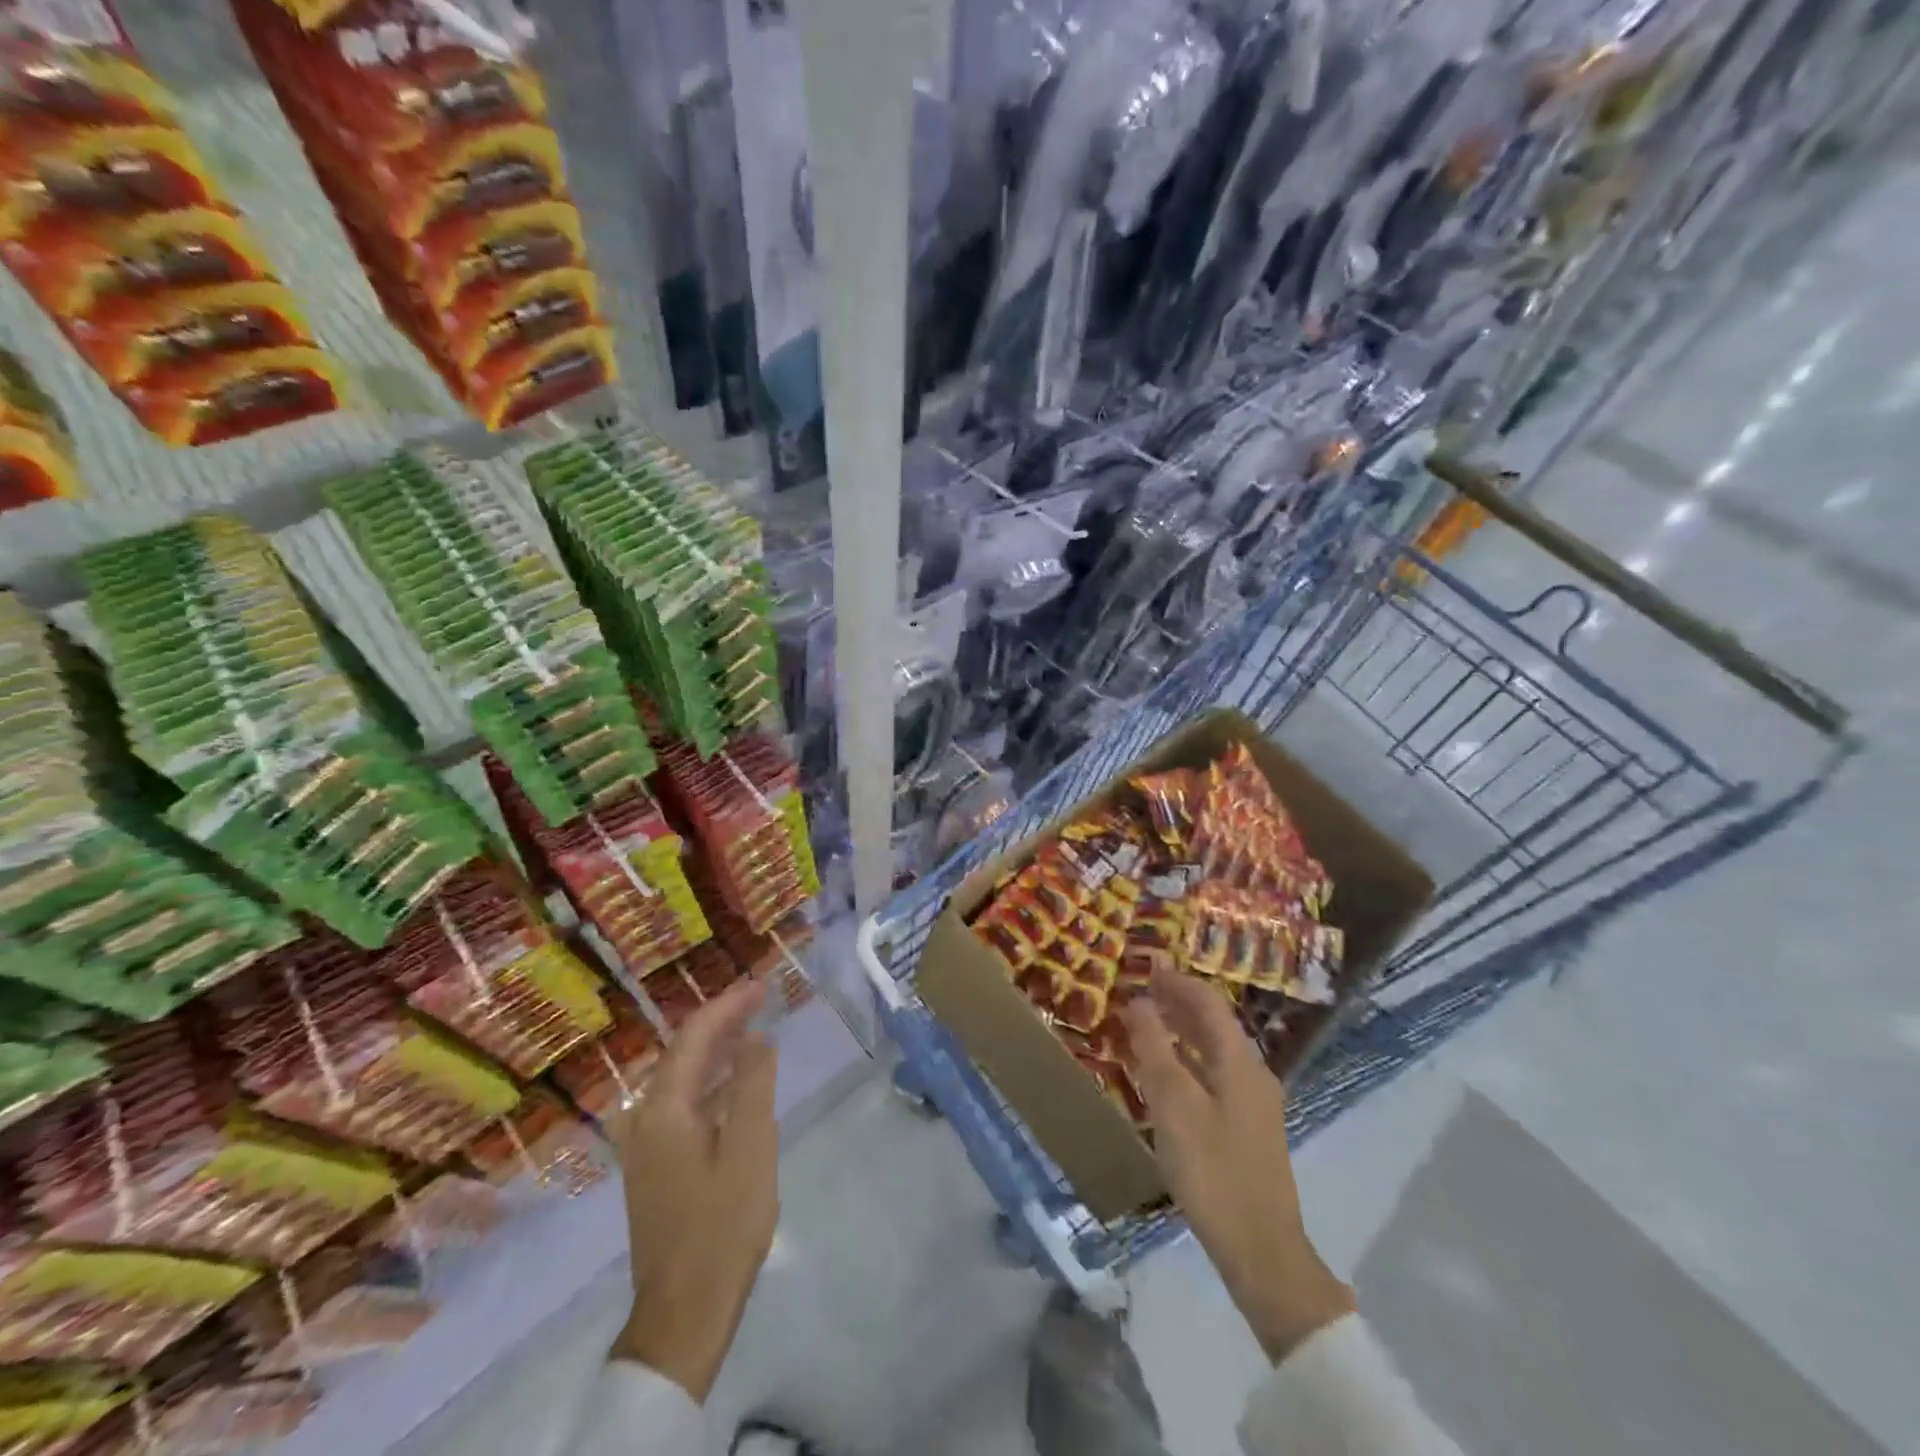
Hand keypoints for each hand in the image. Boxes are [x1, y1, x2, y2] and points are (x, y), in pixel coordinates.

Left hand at [608, 977, 778, 1401]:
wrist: (684, 1312)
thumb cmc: (722, 1224)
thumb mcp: (750, 1146)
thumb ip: (753, 1085)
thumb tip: (756, 1039)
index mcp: (663, 1109)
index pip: (695, 1036)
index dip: (728, 1005)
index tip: (761, 984)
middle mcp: (645, 1119)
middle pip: (684, 1053)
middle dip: (722, 1023)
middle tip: (761, 1000)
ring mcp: (646, 1146)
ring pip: (682, 1080)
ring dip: (717, 1052)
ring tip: (753, 1031)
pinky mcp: (656, 1168)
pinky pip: (683, 1105)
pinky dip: (711, 1084)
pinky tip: (736, 1086)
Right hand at [1121, 966, 1354, 1362]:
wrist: (1261, 1250)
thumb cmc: (1212, 1168)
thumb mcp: (1173, 1104)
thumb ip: (1154, 1048)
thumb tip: (1138, 1001)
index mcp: (1239, 1061)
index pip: (1208, 1003)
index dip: (1177, 981)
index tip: (1147, 966)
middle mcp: (1251, 1074)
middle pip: (1213, 1024)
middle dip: (1178, 1003)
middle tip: (1141, 991)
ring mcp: (1253, 1104)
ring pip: (1213, 1052)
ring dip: (1181, 1032)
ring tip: (1146, 1025)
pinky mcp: (1246, 1130)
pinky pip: (1213, 1077)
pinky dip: (1187, 1062)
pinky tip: (1165, 1076)